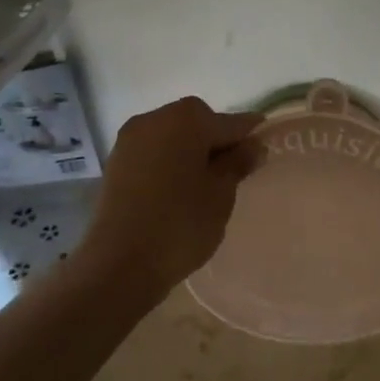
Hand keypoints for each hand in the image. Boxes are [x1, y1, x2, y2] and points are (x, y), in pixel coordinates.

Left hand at [86, 97, 263, 294]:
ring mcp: (131, 138)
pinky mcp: (116, 161)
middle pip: (197, 123)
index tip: (263, 151)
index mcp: (187, 118)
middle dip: (216, 143)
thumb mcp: (221, 194)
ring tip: (203, 185)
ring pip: (172, 137)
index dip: (249, 136)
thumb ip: (238, 163)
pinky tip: (176, 190)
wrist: (119, 262)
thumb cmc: (181, 224)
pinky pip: (152, 152)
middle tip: (232, 175)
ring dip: (190, 152)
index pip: (230, 122)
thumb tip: (253, 145)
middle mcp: (155, 118)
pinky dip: (167, 163)